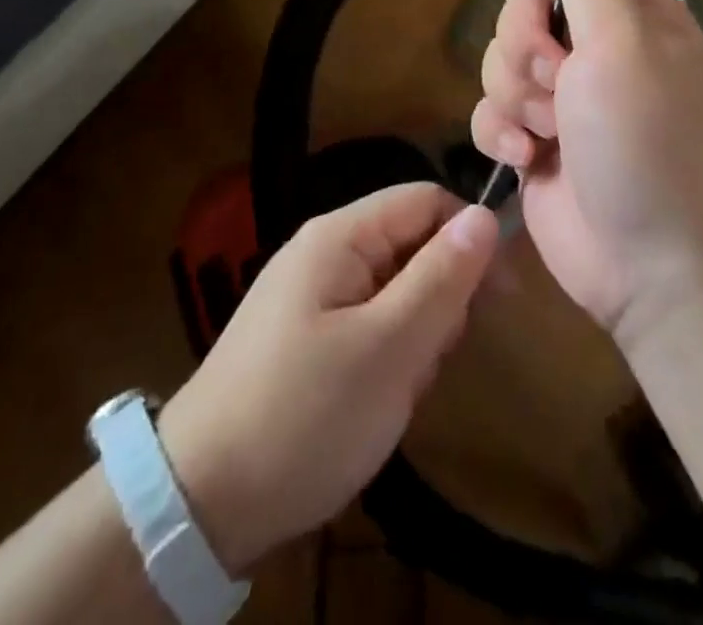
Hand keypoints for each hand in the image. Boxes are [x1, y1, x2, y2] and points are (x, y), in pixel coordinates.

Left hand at [155, 183, 498, 573]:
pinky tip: (377, 401)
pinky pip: (369, 325)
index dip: (468, 236)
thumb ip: (441, 277)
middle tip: (433, 359)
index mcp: (339, 236)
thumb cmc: (305, 415)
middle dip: (438, 299)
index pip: (425, 200)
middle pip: (411, 246)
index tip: (501, 297)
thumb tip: (484, 215)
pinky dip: (387, 358)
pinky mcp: (307, 336)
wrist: (201, 502)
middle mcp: (325, 252)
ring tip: (399, 390)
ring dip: (415, 337)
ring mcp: (313, 296)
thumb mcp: (389, 348)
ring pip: (395, 291)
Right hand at [470, 0, 702, 338]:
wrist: (651, 267)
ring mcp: (565, 97)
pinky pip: (489, 108)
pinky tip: (525, 159)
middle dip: (526, 43)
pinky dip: (501, 131)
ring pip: (500, 58)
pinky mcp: (535, 139)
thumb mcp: (625, 47)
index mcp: (637, 16)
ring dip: (516, 94)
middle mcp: (599, 49)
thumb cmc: (649, 145)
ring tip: (547, 132)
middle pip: (527, 7)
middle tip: (555, 80)